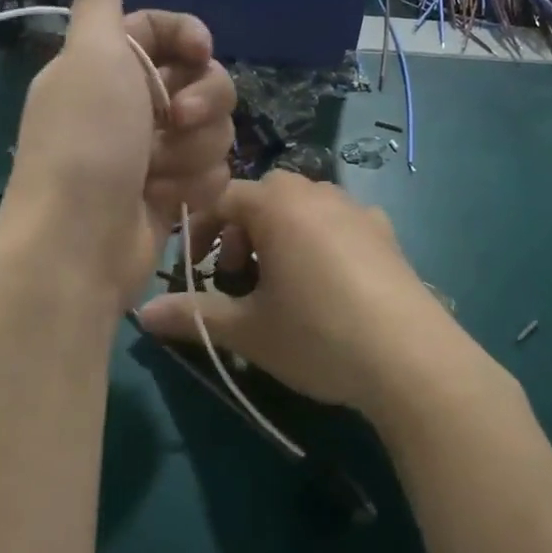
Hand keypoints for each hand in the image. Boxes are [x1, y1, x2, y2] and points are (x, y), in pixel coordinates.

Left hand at [8, 0, 235, 306]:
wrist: (81, 243)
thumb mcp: (90, 59)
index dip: (189, 36)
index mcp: (107, 66)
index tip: (201, 51)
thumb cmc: (87, 142)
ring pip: (214, 130)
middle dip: (203, 101)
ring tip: (158, 173)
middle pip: (203, 80)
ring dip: (193, 151)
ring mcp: (153, 152)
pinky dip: (194, 185)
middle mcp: (131, 105)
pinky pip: (213, 172)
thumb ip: (98, 4)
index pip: (161, 31)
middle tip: (178, 120)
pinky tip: (167, 200)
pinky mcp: (172, 192)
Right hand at [136, 171, 463, 418]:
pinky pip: (340, 222)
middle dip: (243, 233)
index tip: (196, 272)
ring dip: (281, 234)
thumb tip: (141, 312)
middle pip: (265, 198)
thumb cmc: (317, 334)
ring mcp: (358, 210)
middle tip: (240, 278)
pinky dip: (321, 240)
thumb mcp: (248, 330)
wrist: (410, 358)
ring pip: (304, 207)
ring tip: (282, 283)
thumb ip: (194, 315)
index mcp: (278, 205)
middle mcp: (318, 193)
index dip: (201, 232)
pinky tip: (329, 282)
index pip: (223, 199)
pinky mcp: (387, 233)